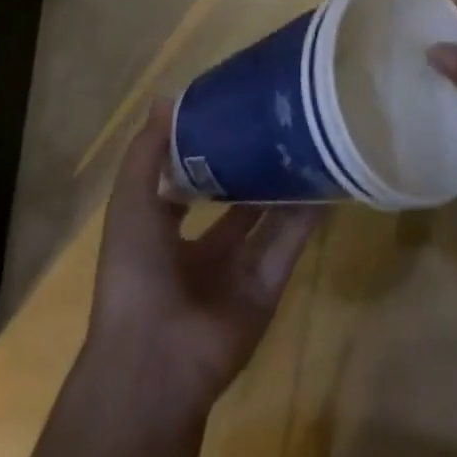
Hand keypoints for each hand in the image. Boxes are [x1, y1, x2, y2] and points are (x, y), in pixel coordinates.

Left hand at [84, 99, 319, 411]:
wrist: (154, 358)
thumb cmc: (134, 271)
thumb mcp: (129, 202)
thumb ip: (147, 152)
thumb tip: (166, 98)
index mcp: (164, 234)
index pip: (190, 185)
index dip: (208, 152)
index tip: (232, 112)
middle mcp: (203, 252)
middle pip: (236, 202)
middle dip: (254, 166)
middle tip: (280, 121)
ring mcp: (237, 272)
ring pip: (268, 219)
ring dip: (286, 186)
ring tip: (310, 139)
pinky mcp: (267, 289)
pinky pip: (290, 245)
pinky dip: (308, 216)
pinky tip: (326, 180)